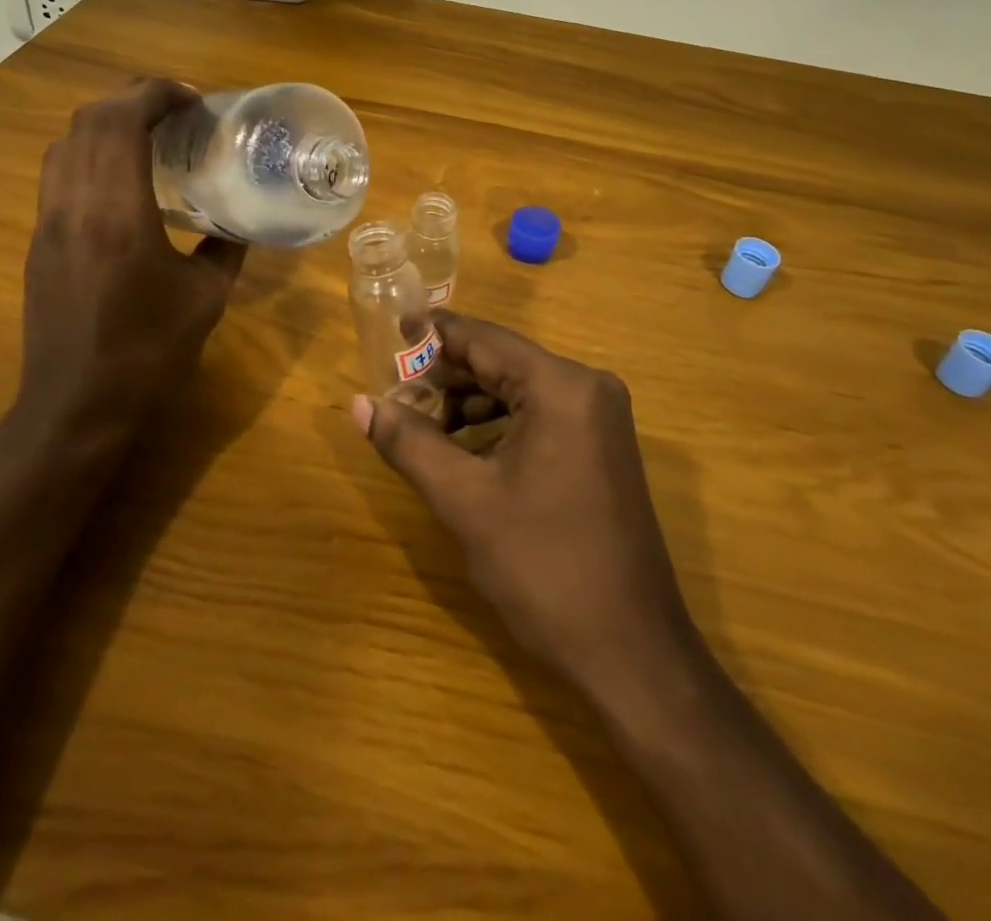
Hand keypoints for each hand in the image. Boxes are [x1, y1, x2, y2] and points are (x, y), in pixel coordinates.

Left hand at [14, 79, 245, 442]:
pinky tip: (120, 177)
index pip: (122, 123)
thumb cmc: (149, 353)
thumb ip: (226, 249)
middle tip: (175, 107)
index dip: (156, 94)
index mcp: (119, 216)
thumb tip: (241, 222)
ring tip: (147, 133)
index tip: (192, 99)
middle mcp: (74, 206)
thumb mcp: (206, 299)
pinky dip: (88, 152)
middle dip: (131, 97)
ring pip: (64, 143)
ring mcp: (48, 222)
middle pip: (88, 120)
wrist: (77, 405)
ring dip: (104, 122)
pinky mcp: (38, 241)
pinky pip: (58, 173)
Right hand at [351, 311, 695, 703]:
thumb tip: (359, 403)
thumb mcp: (464, 501)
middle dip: (444, 376)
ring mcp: (599, 418)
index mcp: (561, 386)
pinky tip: (460, 451)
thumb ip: (409, 442)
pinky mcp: (599, 447)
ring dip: (467, 403)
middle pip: (500, 361)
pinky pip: (537, 416)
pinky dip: (495, 425)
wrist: (631, 653)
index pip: (482, 339)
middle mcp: (586, 387)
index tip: (385, 336)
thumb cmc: (544, 567)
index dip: (430, 336)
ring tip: (417, 427)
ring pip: (516, 390)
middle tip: (392, 394)